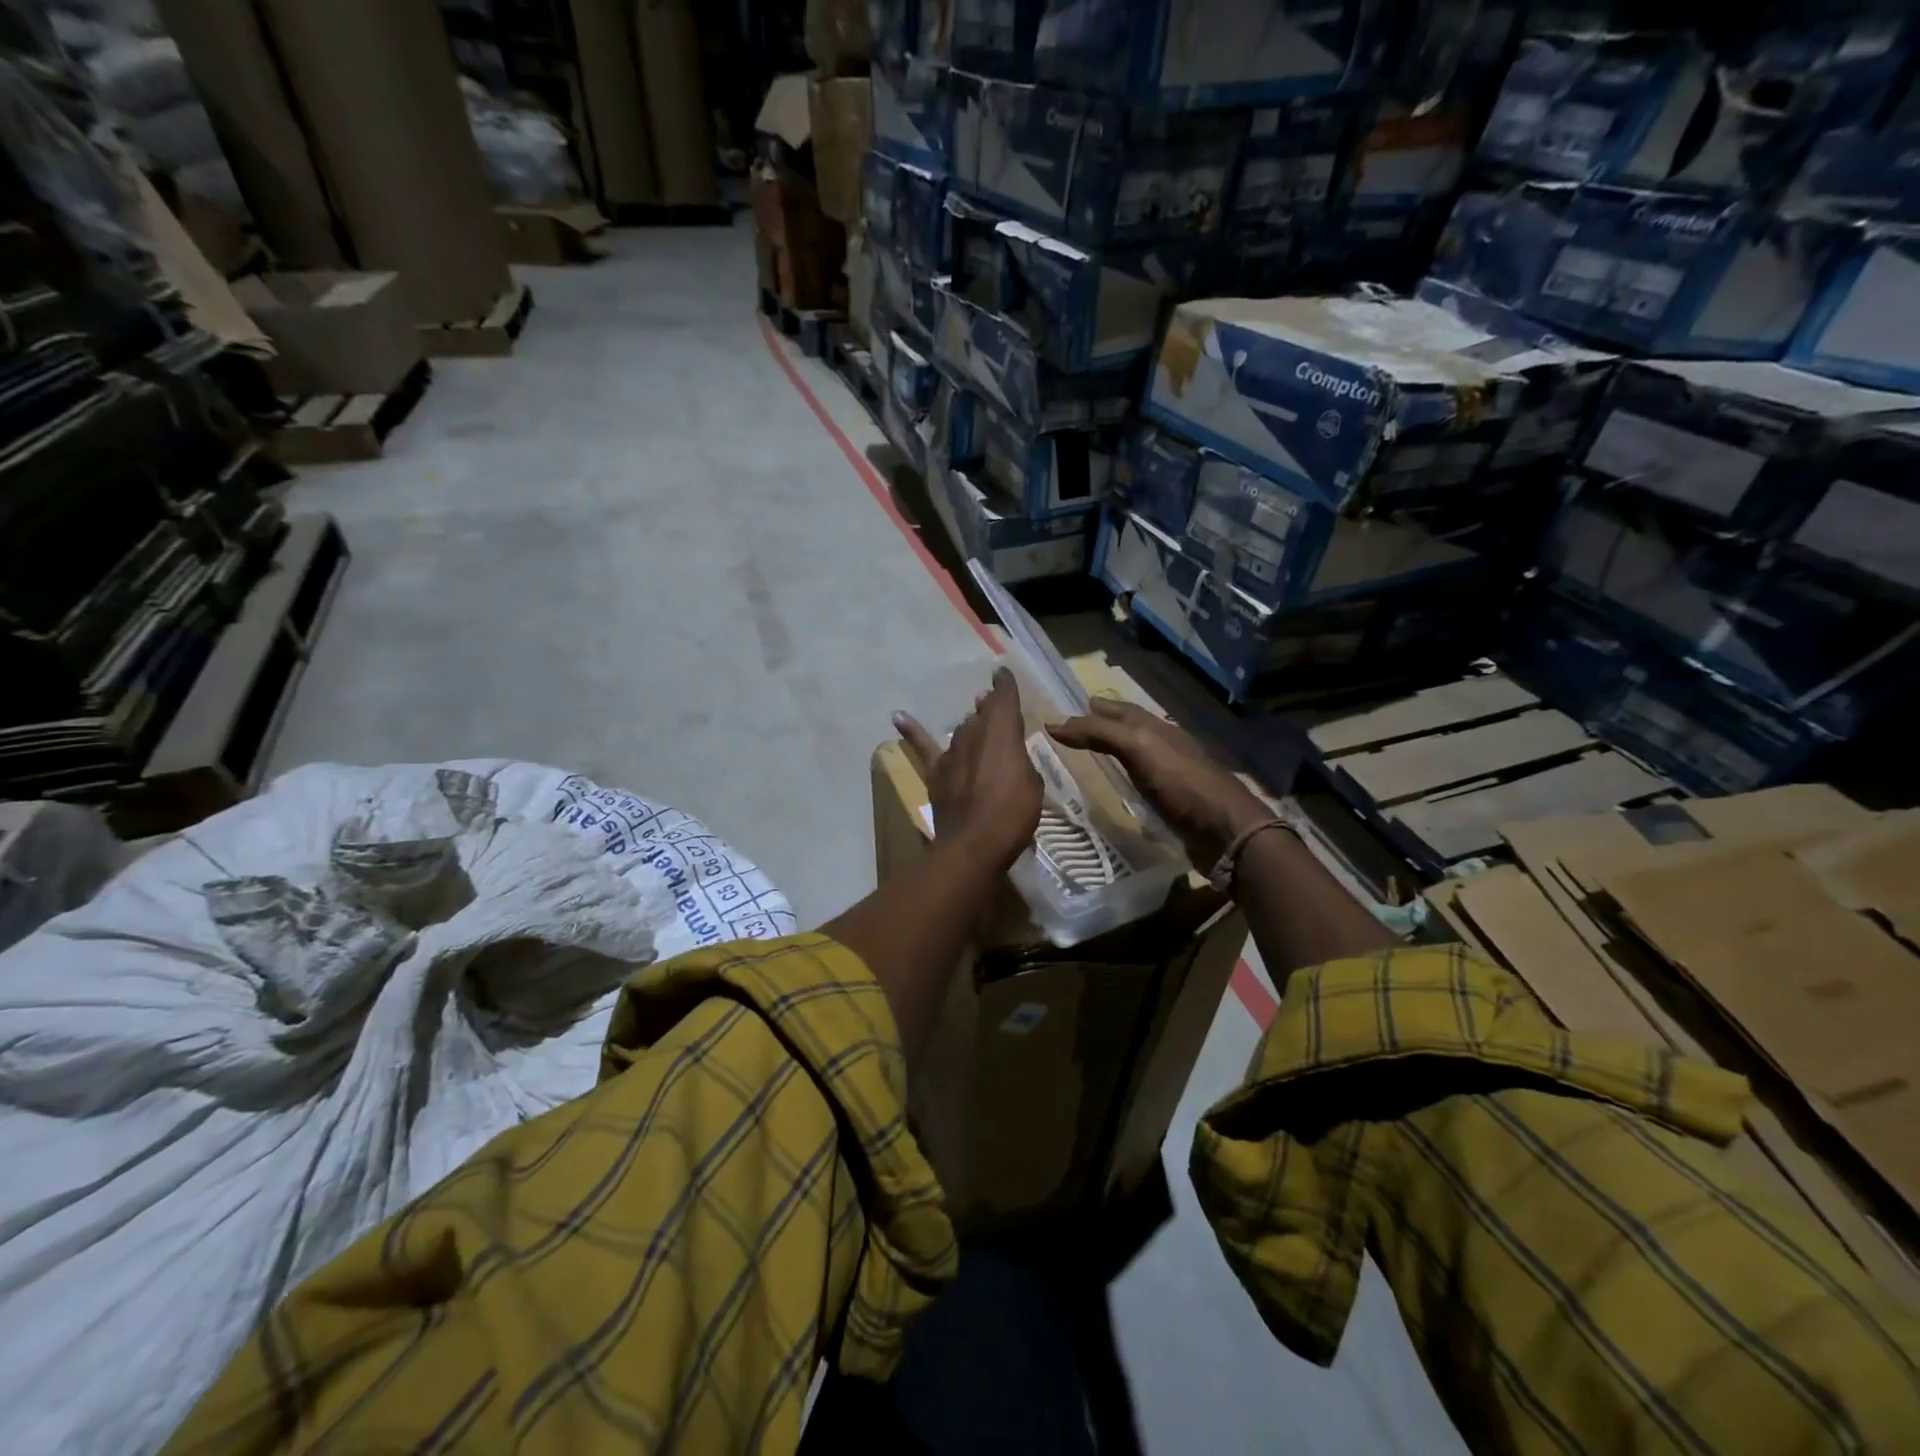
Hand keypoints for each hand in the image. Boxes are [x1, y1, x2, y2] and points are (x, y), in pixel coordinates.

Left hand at [894, 667, 1042, 873]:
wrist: (973, 843)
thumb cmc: (1013, 813)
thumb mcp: (1032, 784)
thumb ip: (1020, 763)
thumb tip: (1008, 756)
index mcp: (1003, 732)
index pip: (1005, 699)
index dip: (1005, 685)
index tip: (1002, 673)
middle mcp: (975, 734)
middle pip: (982, 715)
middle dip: (989, 708)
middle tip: (992, 703)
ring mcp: (952, 752)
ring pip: (961, 729)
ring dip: (969, 723)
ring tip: (973, 715)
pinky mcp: (936, 772)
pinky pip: (922, 746)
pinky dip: (910, 730)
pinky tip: (897, 716)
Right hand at [1048, 698, 1268, 867]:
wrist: (1224, 829)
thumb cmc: (1181, 782)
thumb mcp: (1138, 748)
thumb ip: (1099, 733)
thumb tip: (1054, 723)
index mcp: (1158, 728)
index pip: (1122, 710)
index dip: (1097, 709)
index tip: (1071, 708)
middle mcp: (1165, 746)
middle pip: (1131, 730)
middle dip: (1106, 725)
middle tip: (1077, 728)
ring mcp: (1171, 775)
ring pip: (1137, 756)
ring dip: (1116, 751)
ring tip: (1093, 754)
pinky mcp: (1173, 803)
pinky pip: (1142, 784)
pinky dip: (1127, 779)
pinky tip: (1119, 788)